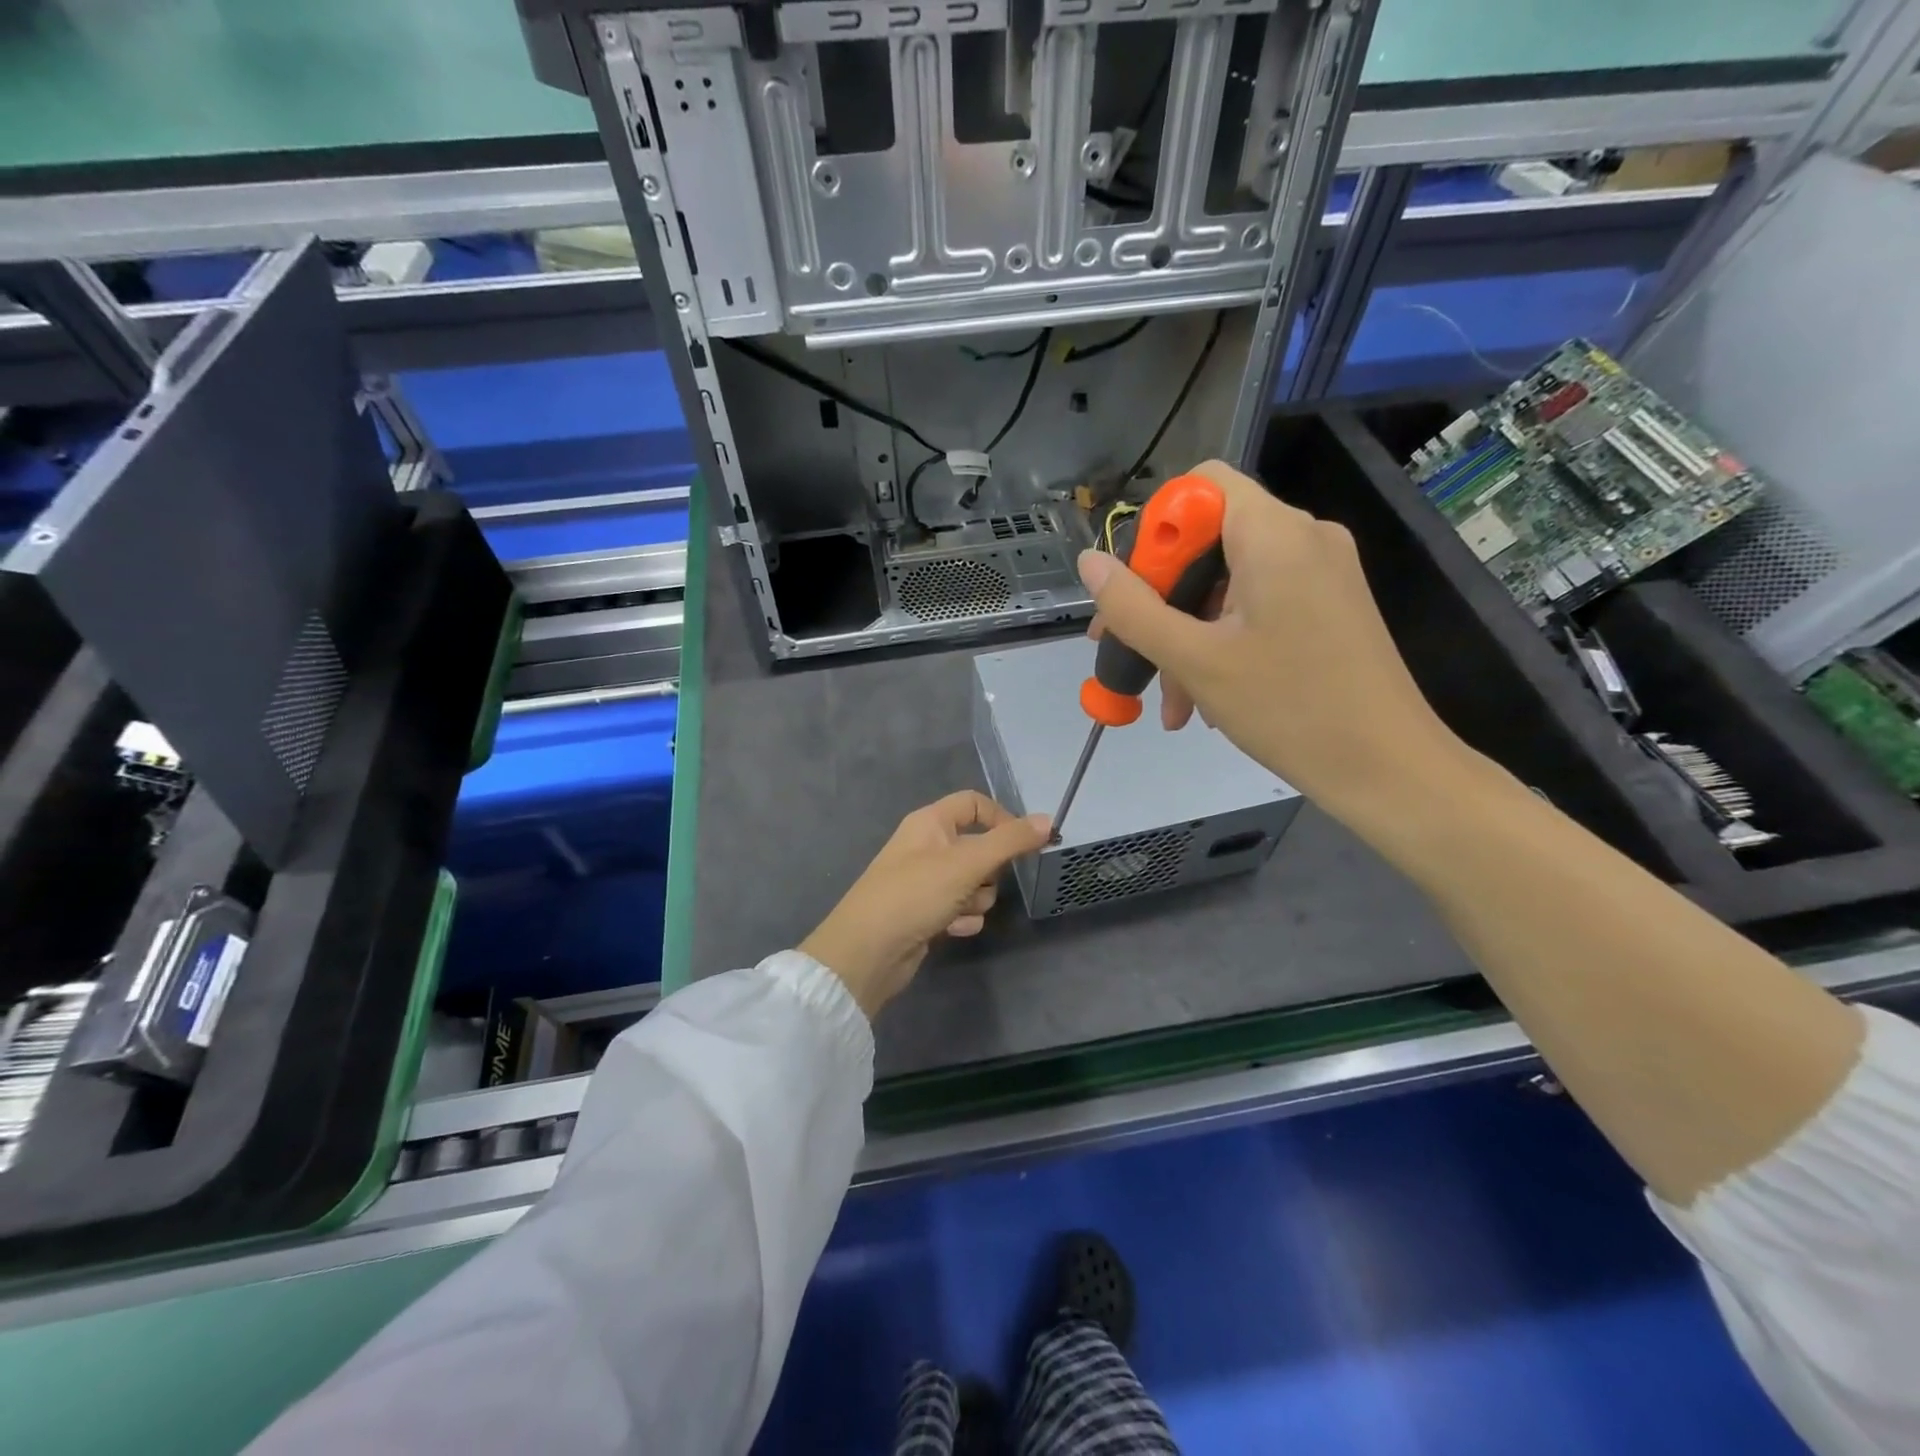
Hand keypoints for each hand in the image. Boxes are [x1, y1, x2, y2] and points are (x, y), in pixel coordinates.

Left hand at [799, 792, 1049, 1018]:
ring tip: (958, 910)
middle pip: (978, 847)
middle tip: (979, 882)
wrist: (868, 951)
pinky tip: (949, 929)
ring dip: (975, 899)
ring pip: (973, 882)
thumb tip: (1048, 820)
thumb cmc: (915, 894)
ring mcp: (925, 881)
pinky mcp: (925, 912)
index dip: (1002, 819)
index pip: (974, 804)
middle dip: (988, 871)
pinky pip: (960, 909)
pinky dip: (960, 919)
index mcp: (930, 822)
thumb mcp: (967, 863)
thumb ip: (1010, 841)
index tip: (1024, 843)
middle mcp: (926, 846)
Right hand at [1079, 459, 1470, 824]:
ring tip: (1169, 698)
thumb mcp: (1195, 659)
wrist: (1388, 770)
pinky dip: (1222, 640)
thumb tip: (1088, 562)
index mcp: (1275, 533)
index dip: (1157, 530)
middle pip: (1208, 537)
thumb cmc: (1290, 709)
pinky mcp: (1328, 606)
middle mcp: (1303, 537)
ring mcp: (1321, 573)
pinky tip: (1203, 698)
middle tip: (1127, 649)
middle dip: (1162, 596)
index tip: (1133, 590)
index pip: (1200, 486)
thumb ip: (1133, 608)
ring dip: (1187, 632)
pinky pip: (1257, 605)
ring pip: (1229, 581)